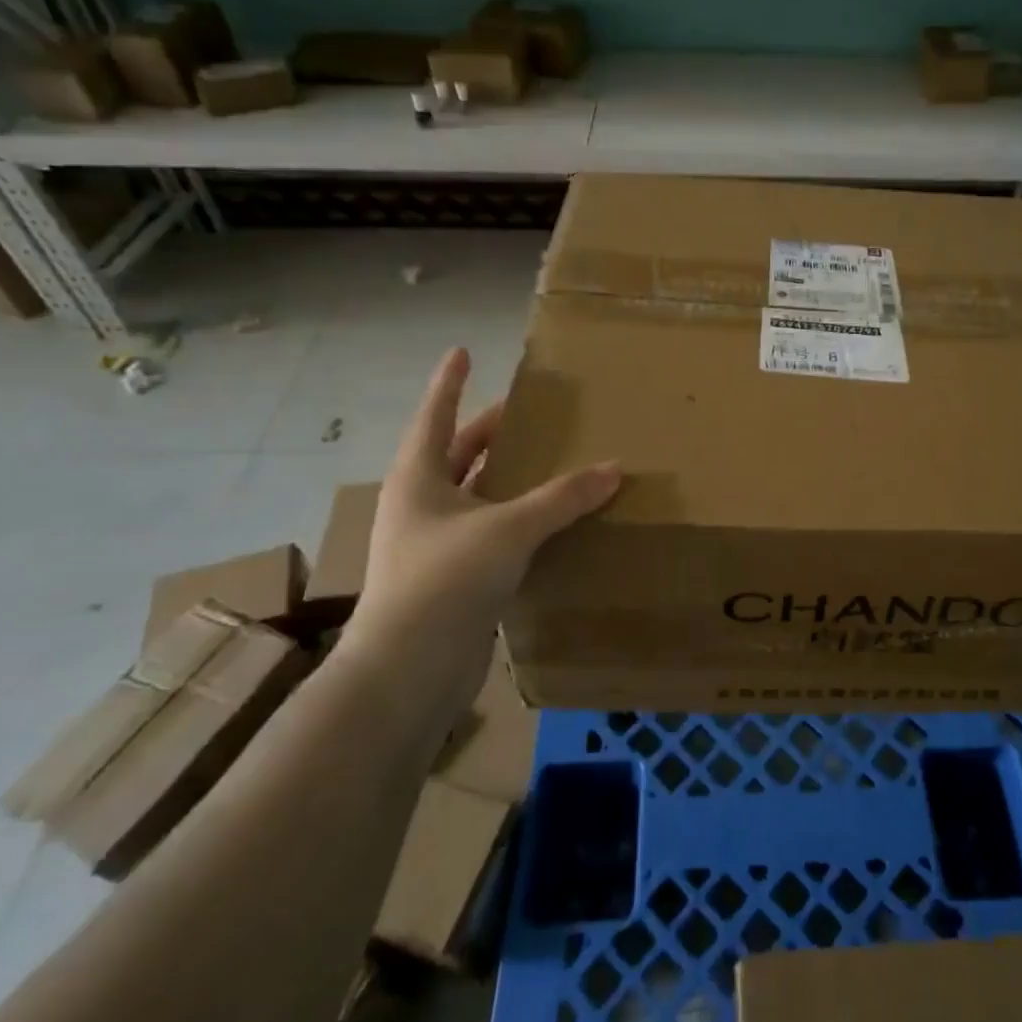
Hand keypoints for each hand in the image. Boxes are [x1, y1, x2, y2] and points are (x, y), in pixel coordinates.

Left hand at [339, 348, 619, 695]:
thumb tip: (614, 469)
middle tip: (529, 413)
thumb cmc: (445, 580)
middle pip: (458, 453)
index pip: (437, 415)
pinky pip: (490, 532)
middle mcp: (422, 504)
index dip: (450, 382)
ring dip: (507, 478)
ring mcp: (434, 543)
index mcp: (419, 478)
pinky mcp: (452, 578)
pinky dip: (516, 519)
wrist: (408, 670)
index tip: (462, 351)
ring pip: (476, 495)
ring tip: (547, 460)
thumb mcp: (509, 528)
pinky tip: (548, 521)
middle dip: (490, 431)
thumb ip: (562, 497)